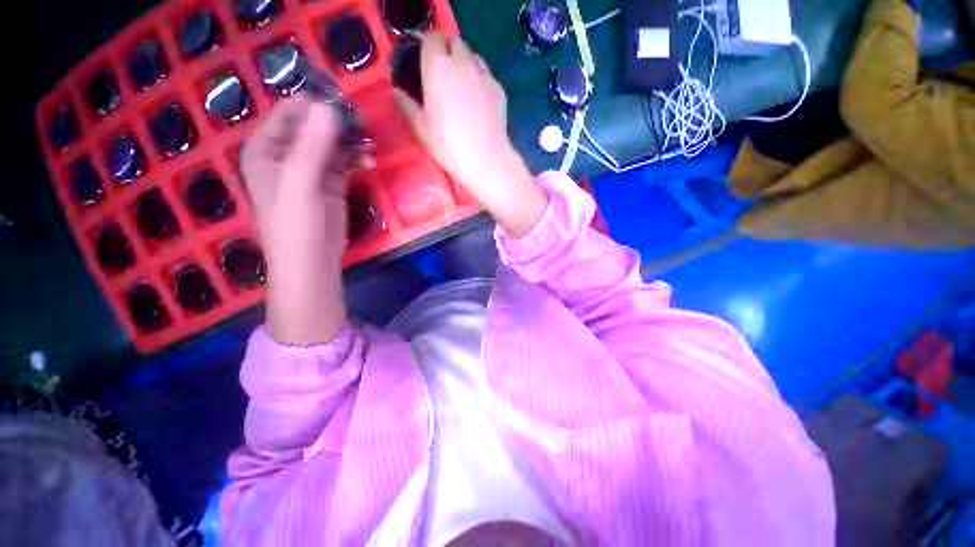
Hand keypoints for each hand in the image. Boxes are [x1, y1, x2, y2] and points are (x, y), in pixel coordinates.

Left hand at [240, 95, 352, 344]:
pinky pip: (343, 161)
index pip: (290, 112)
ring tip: (370, 146)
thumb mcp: (301, 184)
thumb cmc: (296, 225)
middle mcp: (285, 154)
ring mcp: (309, 169)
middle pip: (313, 125)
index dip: (316, 105)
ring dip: (351, 141)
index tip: (346, 103)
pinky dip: (356, 158)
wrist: (312, 263)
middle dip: (338, 123)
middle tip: (363, 125)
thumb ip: (313, 145)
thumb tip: (329, 106)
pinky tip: (369, 160)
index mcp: (266, 148)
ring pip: (331, 143)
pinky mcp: (330, 184)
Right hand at [396, 35, 547, 237]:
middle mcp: (462, 63)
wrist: (486, 161)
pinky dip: (480, 79)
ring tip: (461, 85)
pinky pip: (487, 75)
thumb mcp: (422, 129)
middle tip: (442, 74)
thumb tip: (394, 91)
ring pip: (473, 56)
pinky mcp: (499, 89)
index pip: (431, 39)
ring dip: (465, 63)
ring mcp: (484, 75)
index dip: (427, 48)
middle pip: (454, 43)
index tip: (424, 62)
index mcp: (438, 68)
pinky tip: (478, 100)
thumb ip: (407, 105)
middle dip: (447, 51)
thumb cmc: (449, 147)